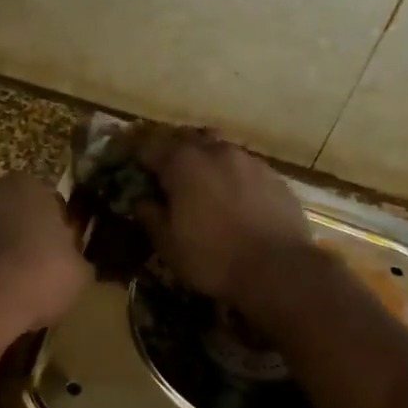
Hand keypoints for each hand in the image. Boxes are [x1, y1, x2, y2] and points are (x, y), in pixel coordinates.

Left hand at [0, 174, 90, 358]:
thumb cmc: (35, 278)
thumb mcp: (78, 275)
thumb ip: (74, 260)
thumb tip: (70, 263)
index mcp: (26, 185)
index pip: (50, 204)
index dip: (58, 234)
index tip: (60, 261)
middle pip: (11, 215)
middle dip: (19, 238)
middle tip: (32, 275)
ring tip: (5, 294)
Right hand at [133, 126, 312, 309]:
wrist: (279, 270)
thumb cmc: (213, 258)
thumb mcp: (168, 244)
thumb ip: (150, 215)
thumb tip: (140, 199)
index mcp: (183, 163)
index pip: (149, 144)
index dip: (135, 151)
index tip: (128, 159)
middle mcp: (215, 151)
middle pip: (185, 137)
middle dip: (169, 148)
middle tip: (161, 167)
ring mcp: (248, 161)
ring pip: (217, 147)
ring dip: (203, 157)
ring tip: (199, 179)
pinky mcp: (273, 176)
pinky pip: (243, 165)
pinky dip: (230, 173)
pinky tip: (232, 194)